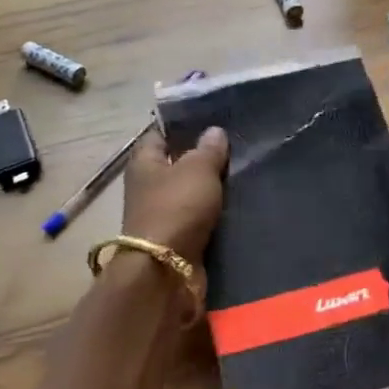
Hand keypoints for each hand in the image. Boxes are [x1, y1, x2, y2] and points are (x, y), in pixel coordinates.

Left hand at [121, 127, 228, 264]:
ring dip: (212, 186)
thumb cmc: (176, 208)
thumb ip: (208, 149)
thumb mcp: (197, 169)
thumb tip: (214, 131)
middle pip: (177, 163)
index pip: (159, 134)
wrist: (167, 270)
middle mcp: (149, 186)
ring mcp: (162, 214)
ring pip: (191, 191)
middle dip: (202, 156)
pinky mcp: (178, 238)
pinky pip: (199, 216)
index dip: (182, 125)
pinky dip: (216, 211)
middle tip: (236, 145)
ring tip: (245, 172)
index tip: (211, 119)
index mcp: (144, 163)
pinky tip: (240, 202)